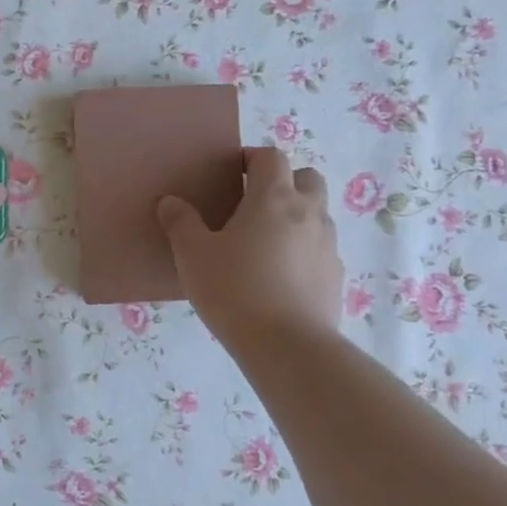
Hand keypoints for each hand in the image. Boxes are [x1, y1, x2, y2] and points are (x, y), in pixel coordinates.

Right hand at [156, 145, 343, 347]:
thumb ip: (180, 223)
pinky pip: (321, 250)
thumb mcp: (194, 255)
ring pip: (318, 214)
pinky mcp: (336, 277)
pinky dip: (304, 251)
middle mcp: (308, 213)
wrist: (288, 348)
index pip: (271, 157)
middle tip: (255, 204)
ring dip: (297, 217)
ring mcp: (328, 245)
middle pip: (307, 178)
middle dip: (285, 181)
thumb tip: (170, 202)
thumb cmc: (235, 290)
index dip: (252, 158)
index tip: (232, 173)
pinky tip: (281, 277)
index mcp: (274, 197)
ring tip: (266, 244)